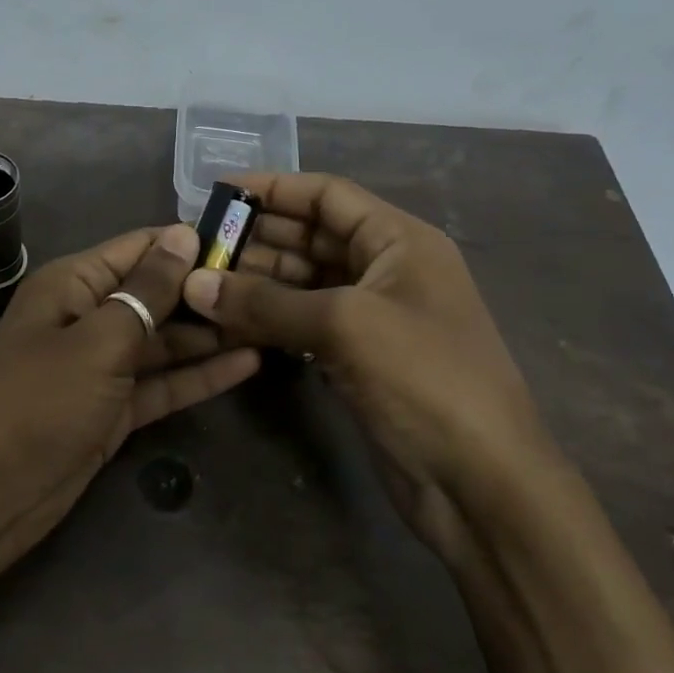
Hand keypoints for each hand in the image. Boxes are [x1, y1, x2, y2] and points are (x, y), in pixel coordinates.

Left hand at [0, 223, 259, 583]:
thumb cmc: (38, 403)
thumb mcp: (98, 340)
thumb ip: (147, 291)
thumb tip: (182, 234)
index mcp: (72, 283)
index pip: (139, 248)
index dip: (189, 243)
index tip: (250, 240)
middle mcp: (88, 316)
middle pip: (156, 294)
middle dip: (207, 292)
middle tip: (274, 286)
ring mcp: (102, 366)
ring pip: (164, 341)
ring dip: (210, 335)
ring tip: (272, 323)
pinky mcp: (114, 409)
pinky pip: (162, 383)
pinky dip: (199, 376)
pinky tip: (249, 364)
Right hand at [180, 173, 559, 544]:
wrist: (480, 482)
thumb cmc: (424, 379)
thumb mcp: (344, 326)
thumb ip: (265, 302)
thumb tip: (193, 284)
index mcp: (399, 241)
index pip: (327, 196)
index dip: (274, 189)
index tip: (219, 192)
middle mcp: (386, 270)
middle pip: (311, 238)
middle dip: (256, 240)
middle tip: (198, 248)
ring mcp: (372, 318)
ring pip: (303, 284)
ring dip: (256, 283)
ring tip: (201, 285)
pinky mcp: (358, 360)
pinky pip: (304, 325)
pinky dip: (269, 322)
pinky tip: (228, 324)